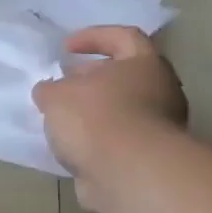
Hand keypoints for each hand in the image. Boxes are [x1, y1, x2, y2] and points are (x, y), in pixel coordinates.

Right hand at [33, 26, 186, 212]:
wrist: (129, 175)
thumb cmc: (96, 118)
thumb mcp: (56, 95)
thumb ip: (50, 89)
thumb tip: (50, 93)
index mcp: (145, 65)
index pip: (124, 37)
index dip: (93, 37)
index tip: (65, 48)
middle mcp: (161, 92)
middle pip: (125, 76)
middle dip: (91, 79)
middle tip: (63, 84)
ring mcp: (160, 129)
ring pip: (122, 111)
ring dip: (93, 113)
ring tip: (61, 119)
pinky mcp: (151, 160)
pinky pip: (119, 142)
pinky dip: (97, 141)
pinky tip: (72, 147)